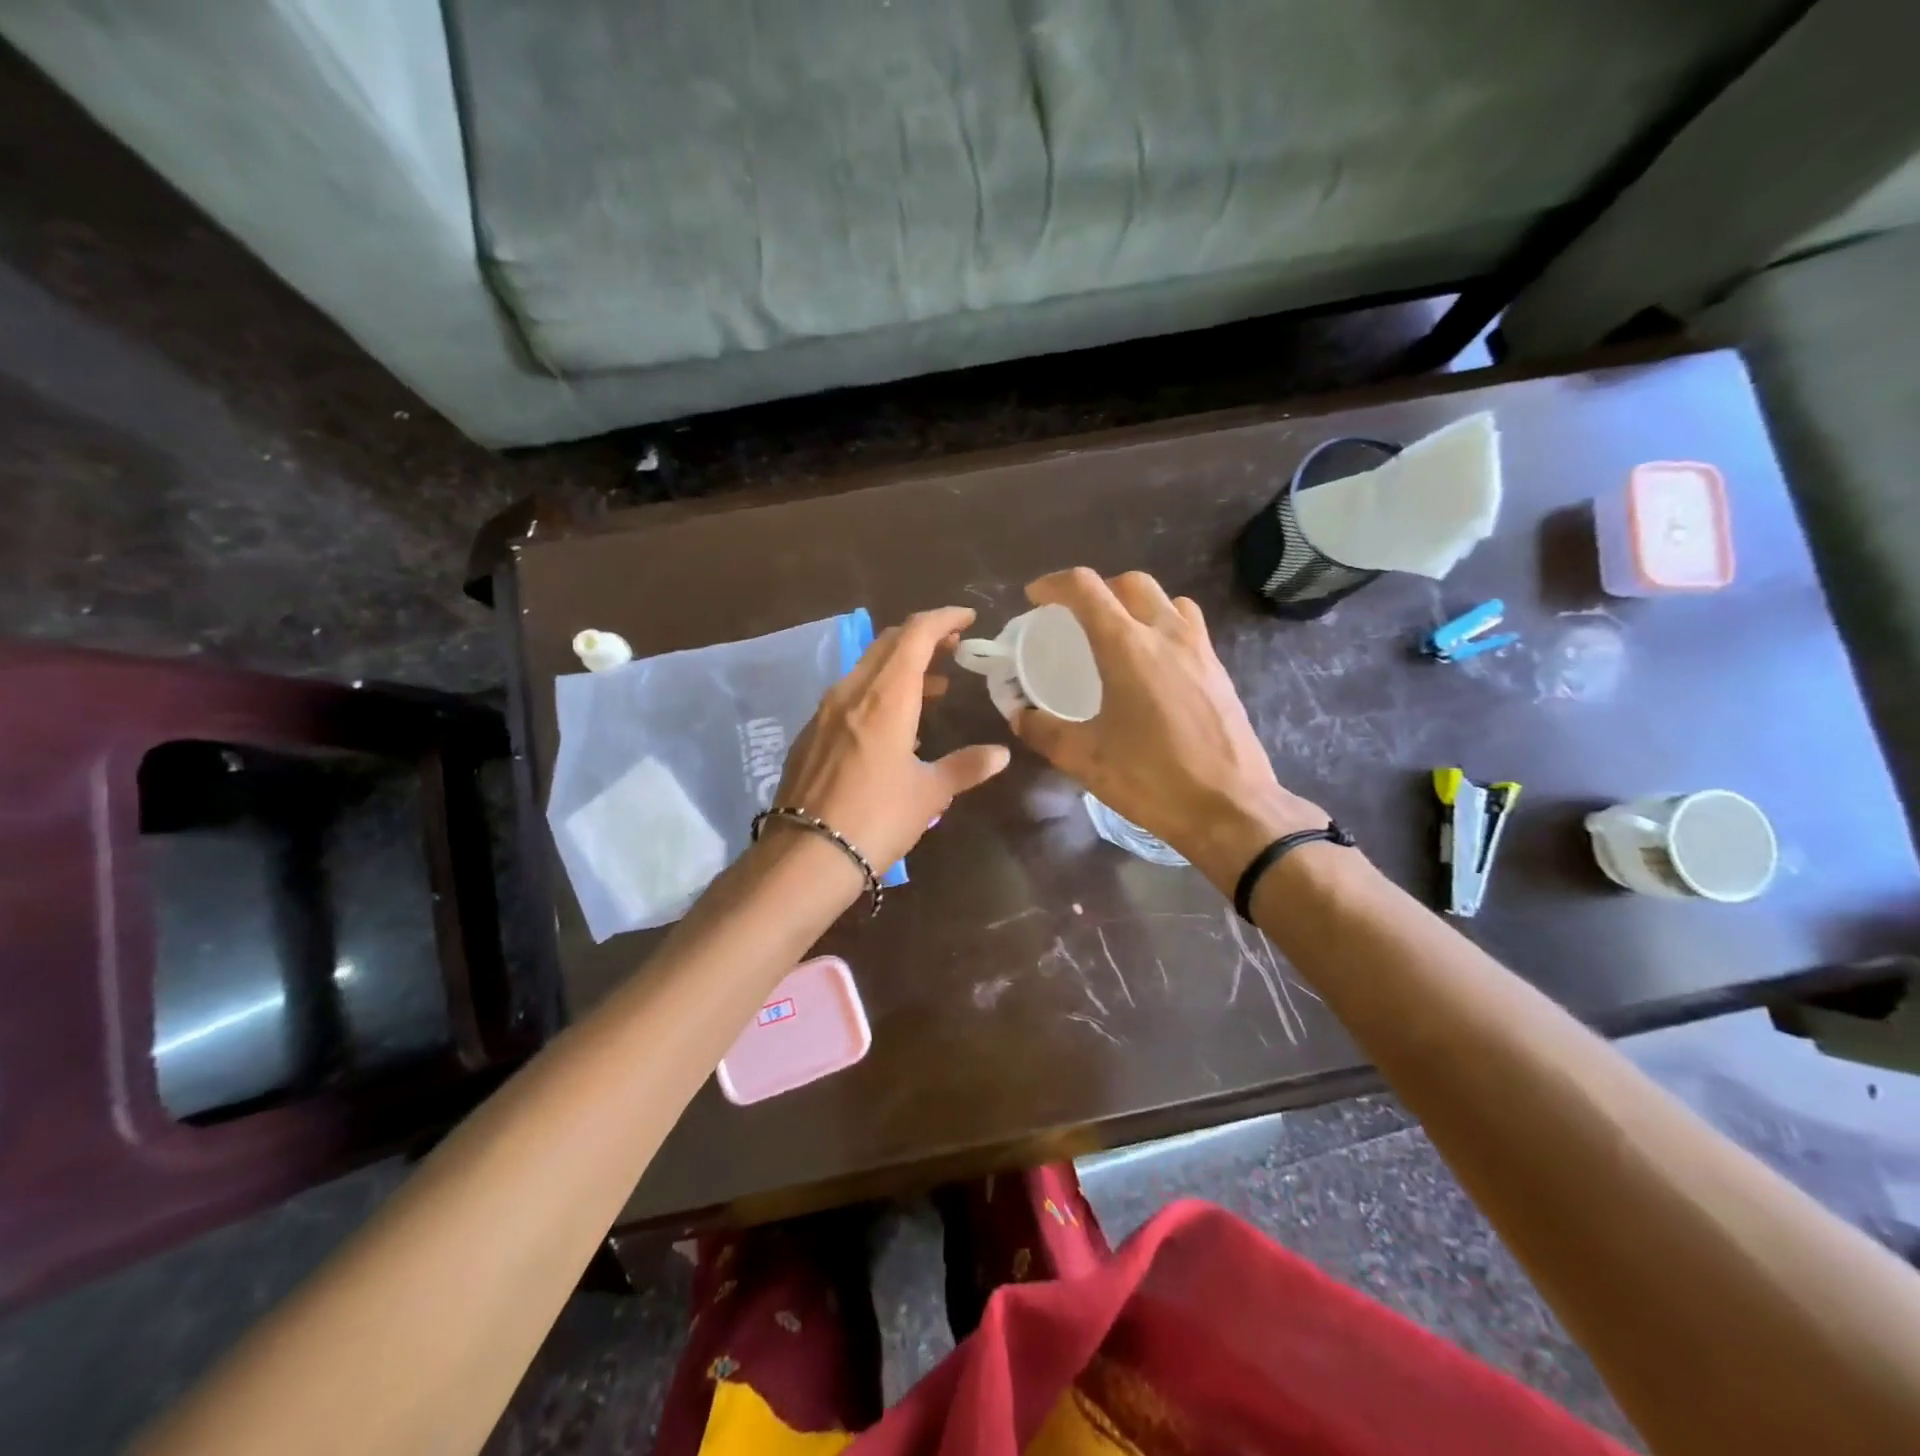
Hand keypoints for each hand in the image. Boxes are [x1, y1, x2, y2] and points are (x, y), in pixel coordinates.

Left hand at [770, 607, 1011, 874]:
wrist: (807, 855)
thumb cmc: (877, 819)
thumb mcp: (929, 793)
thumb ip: (966, 767)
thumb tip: (1000, 754)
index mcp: (886, 696)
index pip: (916, 634)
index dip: (943, 619)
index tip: (967, 619)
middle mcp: (852, 692)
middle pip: (888, 644)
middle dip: (923, 637)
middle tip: (954, 648)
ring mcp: (825, 711)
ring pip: (867, 668)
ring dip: (901, 666)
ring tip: (933, 687)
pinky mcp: (809, 733)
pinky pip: (849, 695)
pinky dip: (877, 692)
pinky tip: (892, 725)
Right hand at [1012, 569, 1323, 890]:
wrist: (1230, 808)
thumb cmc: (1152, 780)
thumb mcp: (1085, 759)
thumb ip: (1044, 730)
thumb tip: (1020, 715)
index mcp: (1127, 648)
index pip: (1086, 589)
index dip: (1054, 584)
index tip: (1035, 599)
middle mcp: (1166, 635)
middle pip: (1129, 582)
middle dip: (1096, 589)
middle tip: (1074, 617)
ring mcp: (1199, 649)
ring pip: (1165, 599)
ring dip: (1134, 602)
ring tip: (1116, 633)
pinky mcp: (1219, 669)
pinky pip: (1188, 624)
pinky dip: (1162, 624)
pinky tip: (1152, 663)